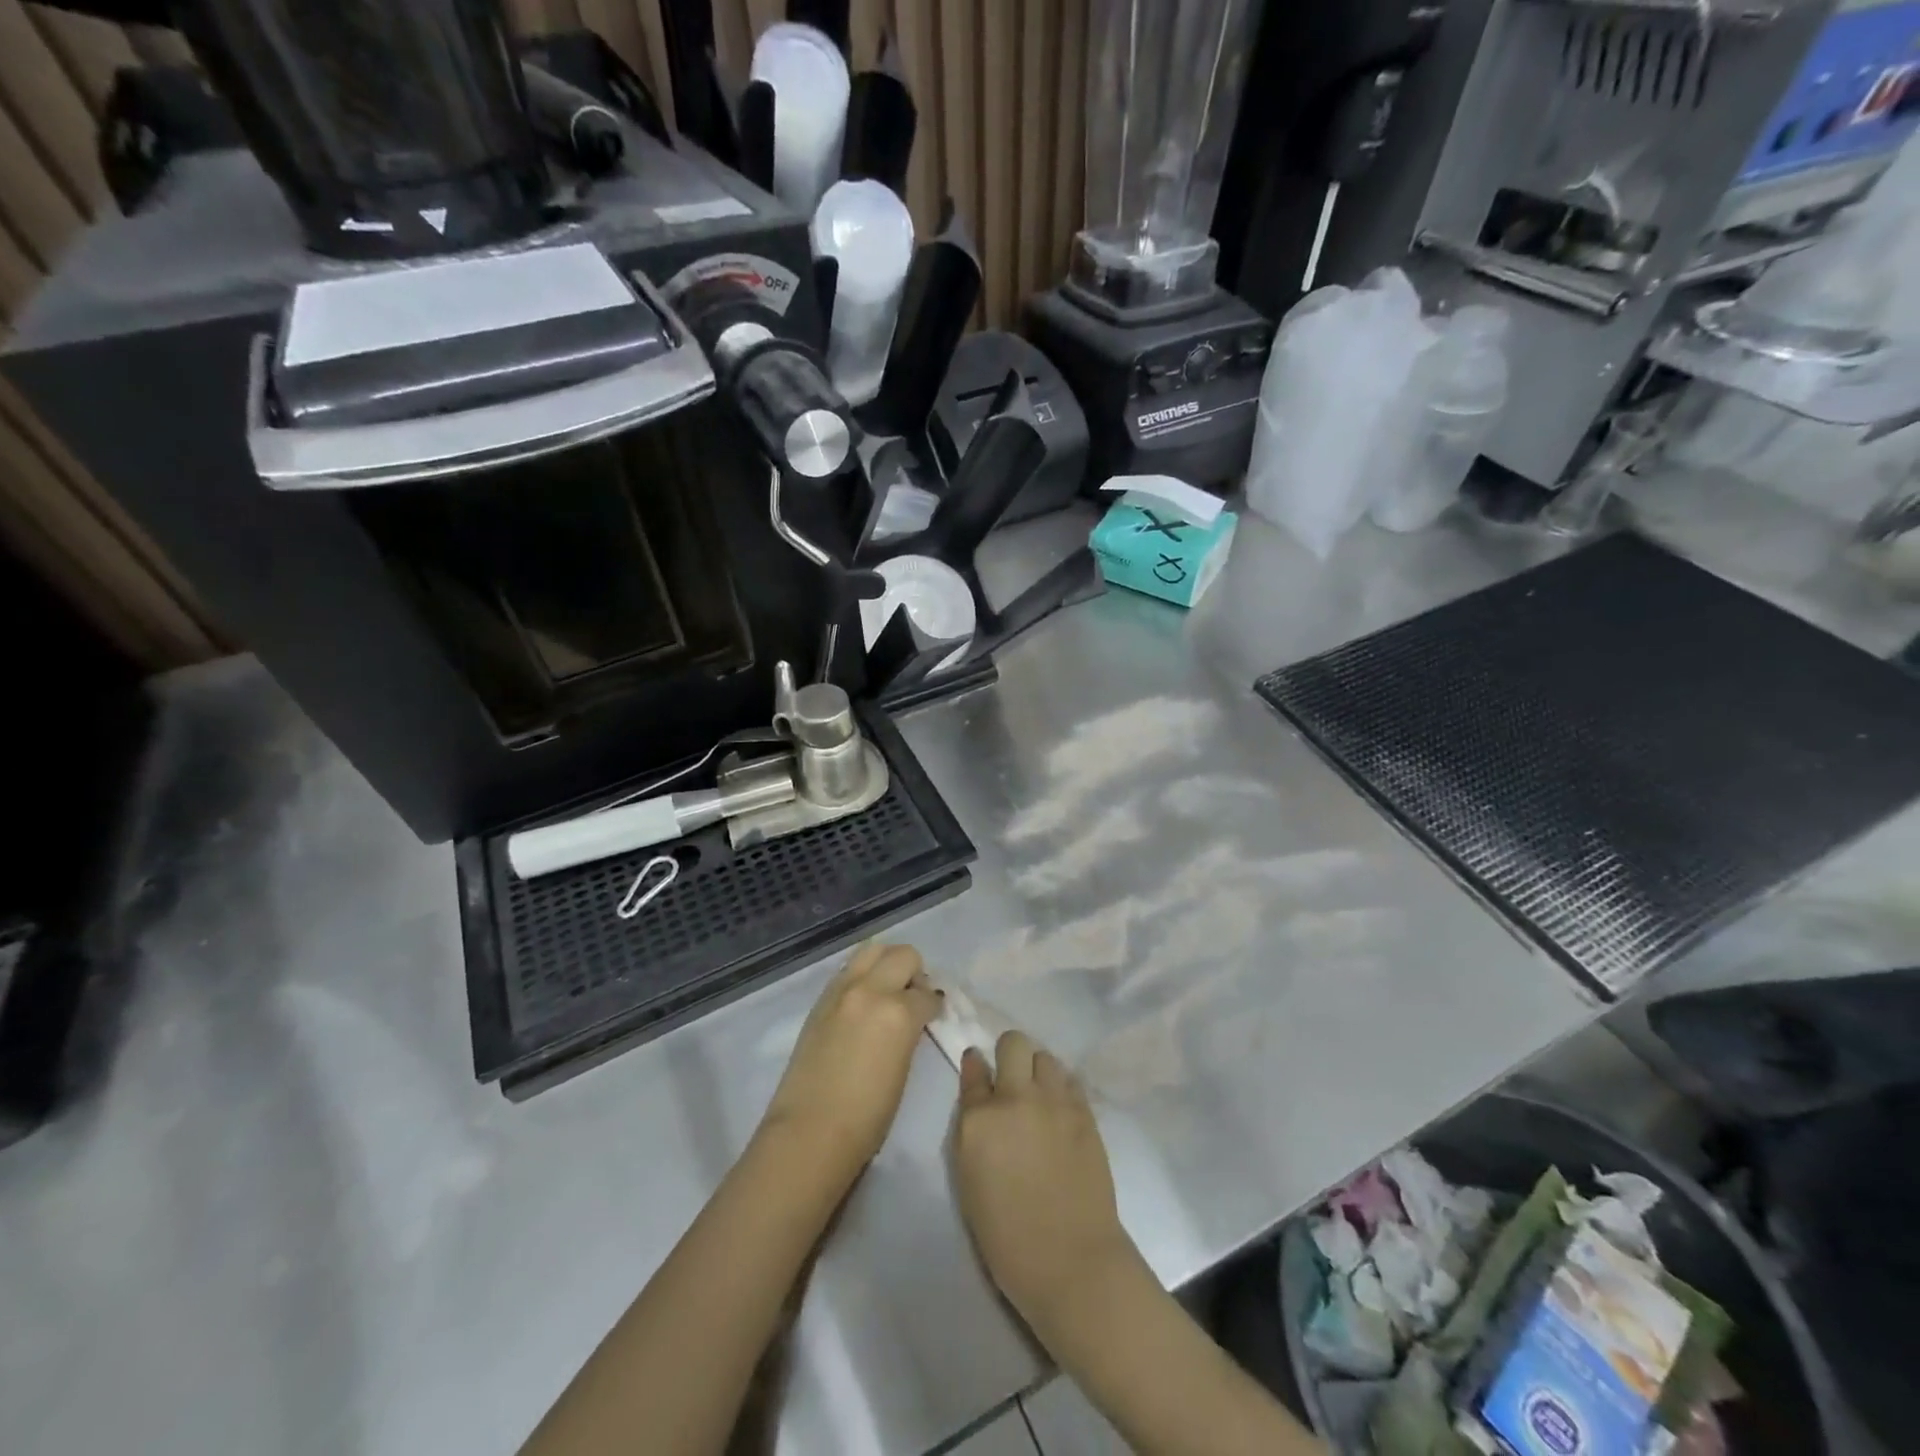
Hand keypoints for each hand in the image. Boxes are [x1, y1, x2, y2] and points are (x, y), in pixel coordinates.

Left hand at [761, 943, 940, 1186]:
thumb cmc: (867, 1117)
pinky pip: (849, 970)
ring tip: (887, 993)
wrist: (809, 1132)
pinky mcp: (820, 1000)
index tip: (933, 1015)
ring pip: (872, 950)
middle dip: (914, 973)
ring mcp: (841, 991)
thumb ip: (910, 1032)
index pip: (927, 994)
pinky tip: (862, 1003)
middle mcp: (871, 990)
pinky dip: (862, 976)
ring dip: (886, 964)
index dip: (933, 1006)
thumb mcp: (903, 1069)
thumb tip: (914, 1017)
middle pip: (903, 955)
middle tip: (911, 999)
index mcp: (898, 1012)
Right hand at [953, 1031, 1136, 1332]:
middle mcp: (1016, 1099)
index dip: (976, 1067)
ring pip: (1045, 1056)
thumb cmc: (1008, 1237)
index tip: (979, 1071)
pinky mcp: (1084, 1113)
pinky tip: (1061, 1111)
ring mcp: (1055, 1102)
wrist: (1071, 1262)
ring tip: (1040, 1098)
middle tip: (1012, 1082)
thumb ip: (972, 1130)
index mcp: (979, 1121)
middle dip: (1010, 1055)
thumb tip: (980, 1096)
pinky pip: (1070, 1080)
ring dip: (1038, 1071)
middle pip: (1013, 1043)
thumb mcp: (970, 1181)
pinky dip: (1062, 1089)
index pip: (973, 1070)